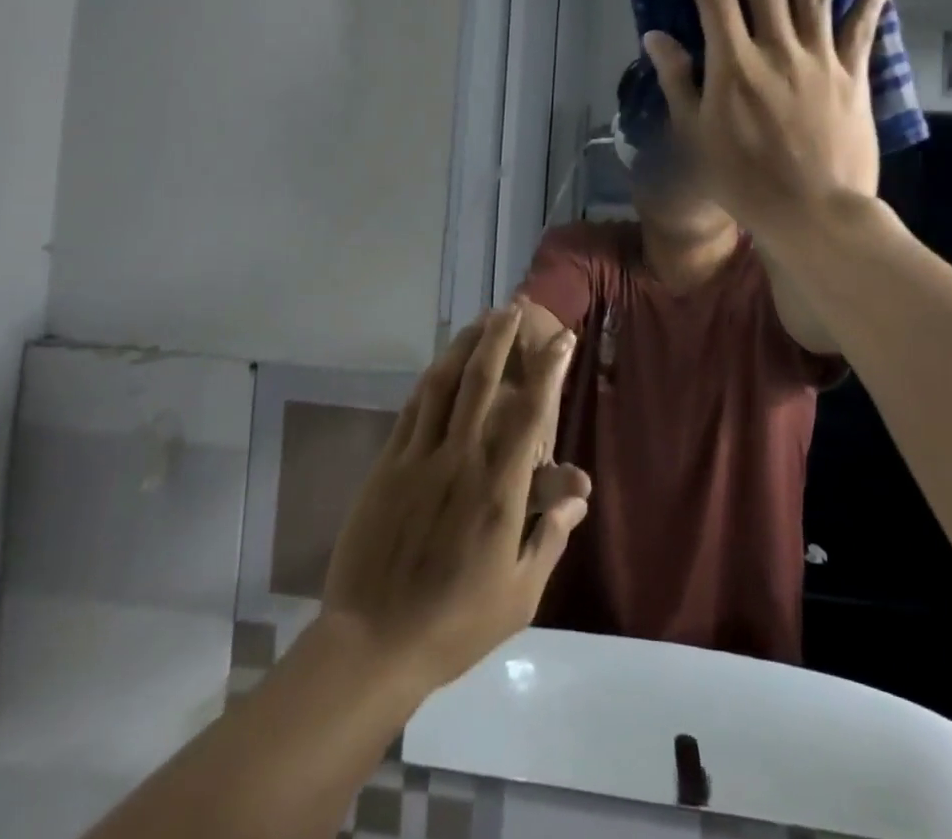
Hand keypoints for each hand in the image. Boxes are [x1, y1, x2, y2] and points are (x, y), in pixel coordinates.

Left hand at [321, 307, 588, 689]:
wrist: (373, 643)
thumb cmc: (456, 623)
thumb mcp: (520, 593)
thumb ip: (550, 536)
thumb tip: (578, 494)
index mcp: (498, 489)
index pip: (530, 414)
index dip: (548, 371)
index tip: (561, 339)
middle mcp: (460, 459)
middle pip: (482, 382)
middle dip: (499, 338)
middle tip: (511, 308)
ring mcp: (419, 458)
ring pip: (443, 385)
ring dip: (463, 347)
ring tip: (478, 321)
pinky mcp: (387, 466)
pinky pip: (412, 410)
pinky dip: (430, 380)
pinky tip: (440, 366)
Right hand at [641, 0, 890, 239]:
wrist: (812, 210)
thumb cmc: (743, 178)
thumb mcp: (696, 134)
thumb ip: (678, 81)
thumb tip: (655, 38)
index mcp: (734, 64)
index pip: (715, 1)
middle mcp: (777, 49)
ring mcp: (819, 59)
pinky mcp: (852, 76)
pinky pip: (862, 29)